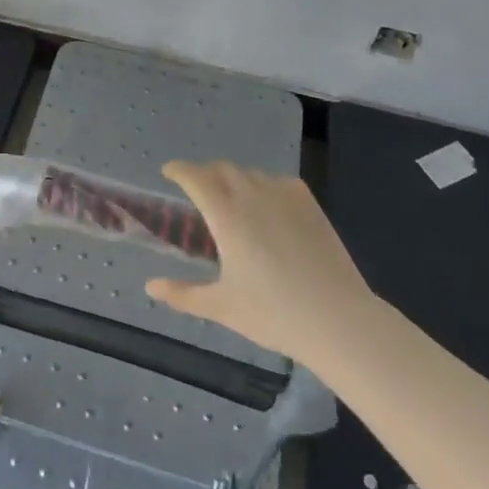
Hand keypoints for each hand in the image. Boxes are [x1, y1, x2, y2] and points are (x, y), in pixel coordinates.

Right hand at [144, 160, 372, 365]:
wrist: (338, 319)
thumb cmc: (274, 313)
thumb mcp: (222, 306)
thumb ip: (182, 294)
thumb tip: (150, 287)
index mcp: (226, 215)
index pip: (194, 177)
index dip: (178, 170)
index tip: (168, 172)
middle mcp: (251, 194)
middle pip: (221, 169)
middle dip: (204, 173)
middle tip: (196, 189)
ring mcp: (283, 194)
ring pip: (249, 173)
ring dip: (233, 178)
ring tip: (231, 199)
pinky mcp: (308, 202)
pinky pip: (276, 181)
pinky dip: (262, 185)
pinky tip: (266, 206)